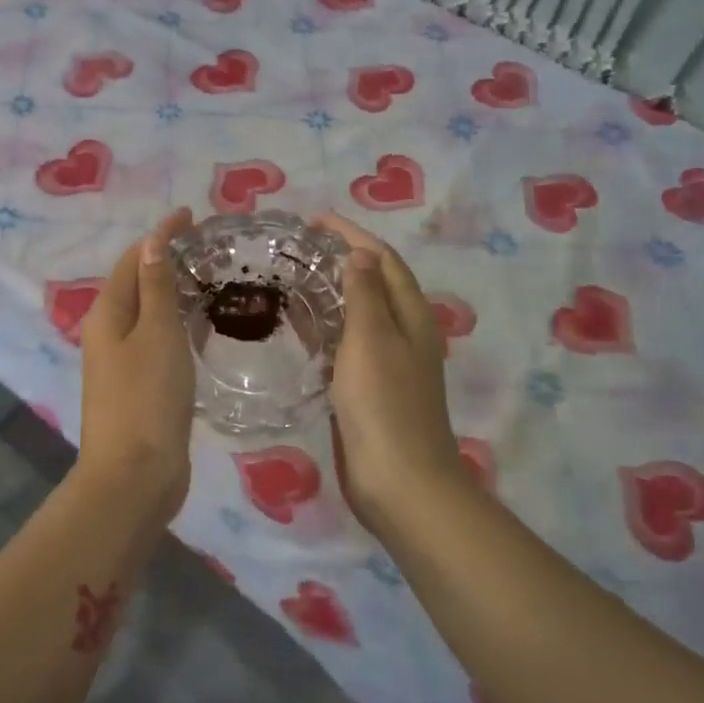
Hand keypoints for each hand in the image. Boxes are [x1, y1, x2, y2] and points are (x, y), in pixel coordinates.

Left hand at [77, 208, 195, 521]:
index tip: (192, 216)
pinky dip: (179, 327)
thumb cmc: (147, 398)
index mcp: (108, 315)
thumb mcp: (157, 335)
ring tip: (214, 280)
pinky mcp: (141, 389)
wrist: (135, 476)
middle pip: (139, 285)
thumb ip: (157, 288)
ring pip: (150, 316)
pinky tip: (205, 329)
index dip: (160, 235)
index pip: (133, 259)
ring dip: (176, 294)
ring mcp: (123, 364)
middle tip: (211, 250)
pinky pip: (159, 344)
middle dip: (169, 261)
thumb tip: (152, 244)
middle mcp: (110, 334)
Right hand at [315, 215, 467, 533]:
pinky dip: (325, 329)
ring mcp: (388, 364)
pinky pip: (346, 346)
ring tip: (291, 279)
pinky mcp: (368, 390)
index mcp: (412, 316)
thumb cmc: (384, 405)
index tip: (314, 221)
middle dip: (340, 260)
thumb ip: (365, 294)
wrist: (399, 481)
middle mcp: (405, 334)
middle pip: (373, 284)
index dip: (352, 236)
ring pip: (358, 315)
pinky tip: (298, 330)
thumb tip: (360, 255)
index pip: (383, 260)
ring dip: (330, 293)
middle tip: (296, 249)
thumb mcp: (372, 340)